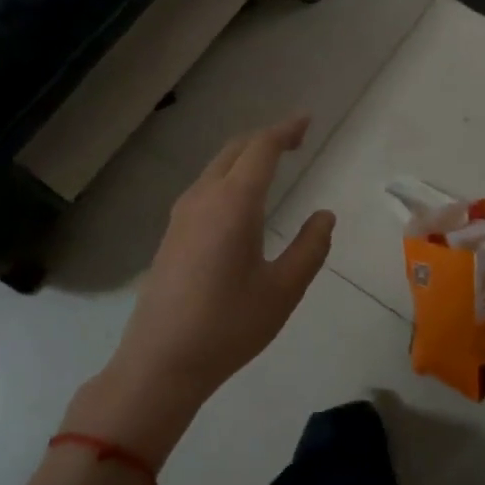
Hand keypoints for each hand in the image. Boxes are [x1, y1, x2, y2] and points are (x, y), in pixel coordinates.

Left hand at [62, 117, 335, 462]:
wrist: (160, 363)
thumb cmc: (228, 326)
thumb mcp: (283, 290)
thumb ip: (310, 248)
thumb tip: (324, 216)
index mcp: (233, 204)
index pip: (261, 149)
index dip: (285, 130)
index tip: (306, 121)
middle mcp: (203, 199)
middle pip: (235, 150)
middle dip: (266, 138)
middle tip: (295, 139)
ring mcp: (181, 216)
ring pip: (216, 167)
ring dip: (245, 156)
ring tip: (272, 162)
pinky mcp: (171, 235)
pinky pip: (204, 187)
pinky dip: (229, 176)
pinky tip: (241, 198)